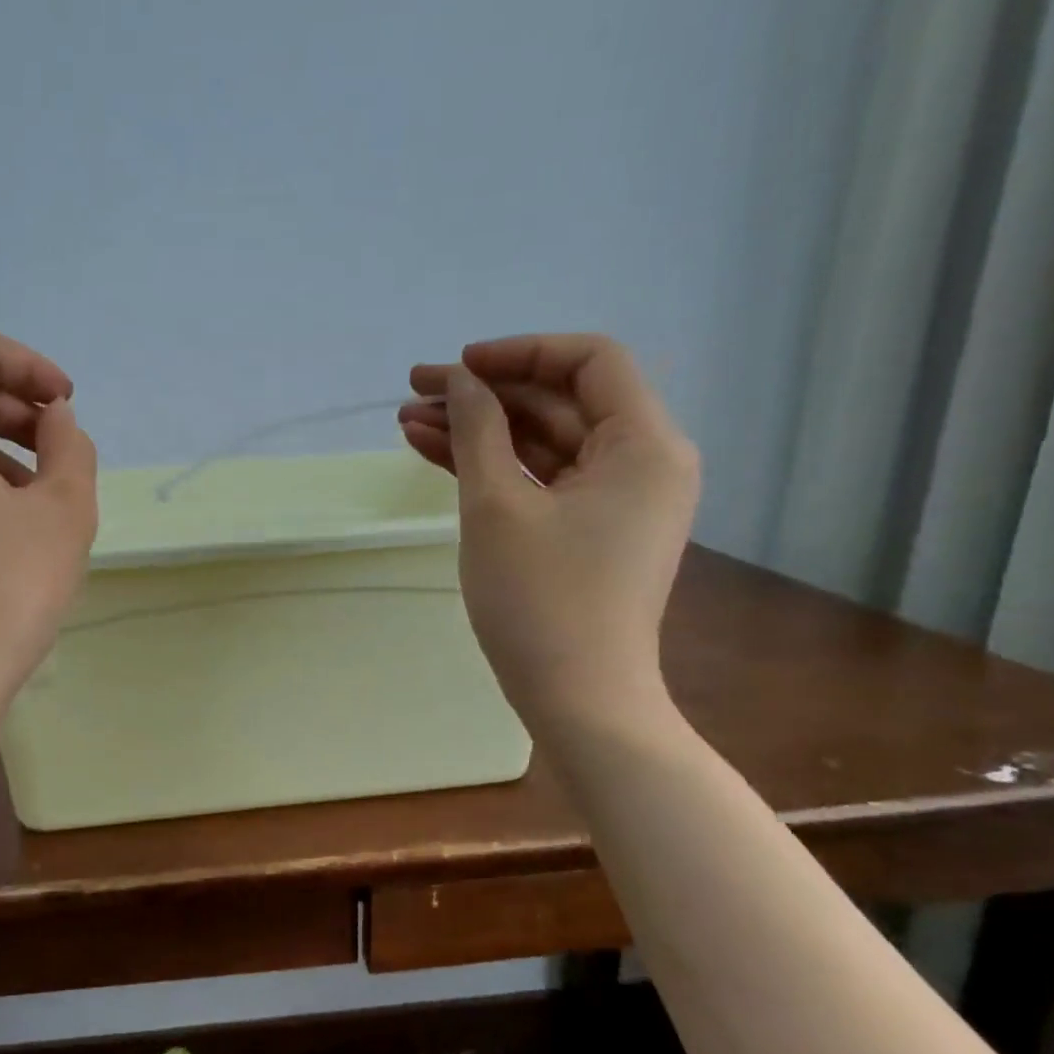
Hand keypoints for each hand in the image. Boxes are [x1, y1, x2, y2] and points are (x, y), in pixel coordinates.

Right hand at [398, 334, 697, 726]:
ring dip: (478, 430)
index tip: (458, 367)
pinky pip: (541, 480)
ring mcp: (615, 500)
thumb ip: (478, 430)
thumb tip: (459, 380)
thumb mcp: (497, 506)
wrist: (578, 701)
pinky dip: (493, 467)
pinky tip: (433, 453)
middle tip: (415, 393)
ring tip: (409, 423)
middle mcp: (641, 463)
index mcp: (644, 445)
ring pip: (542, 442)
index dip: (520, 352)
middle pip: (559, 401)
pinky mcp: (589, 531)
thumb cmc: (541, 600)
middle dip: (485, 394)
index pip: (590, 362)